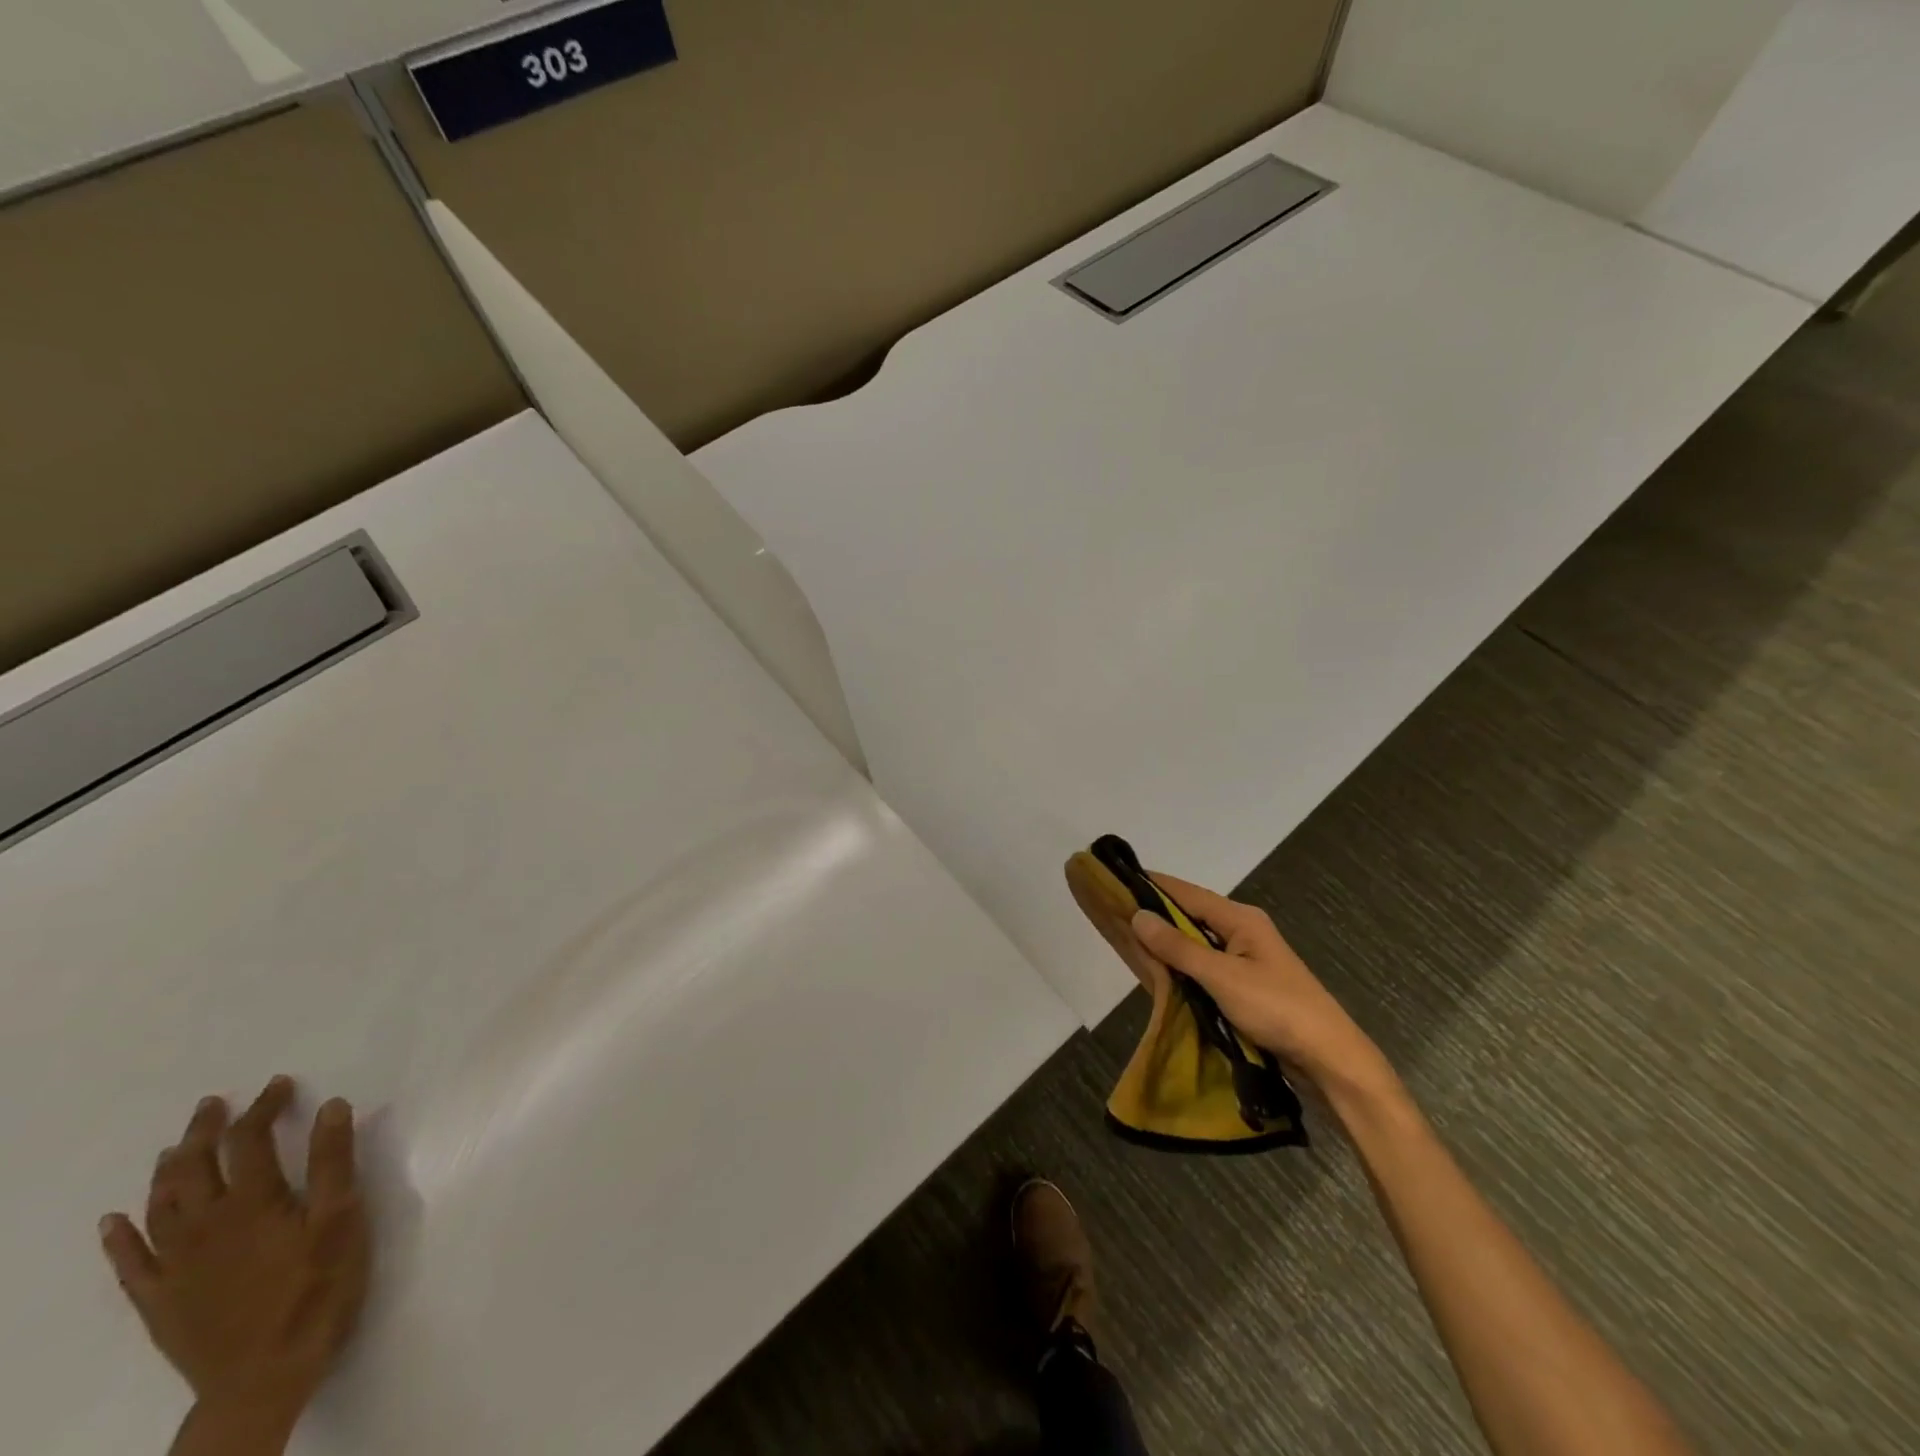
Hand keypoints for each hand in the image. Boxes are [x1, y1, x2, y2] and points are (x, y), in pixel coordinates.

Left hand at [99, 1077, 371, 1434]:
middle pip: (193, 1168)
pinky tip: (114, 1221)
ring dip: (166, 1171)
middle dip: (204, 1131)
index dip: (263, 1107)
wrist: (263, 1377)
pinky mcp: (159, 1300)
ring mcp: (174, 1266)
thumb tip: (331, 1105)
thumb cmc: (317, 1288)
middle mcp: (204, 1225)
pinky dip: (119, 1236)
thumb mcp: (342, 1219)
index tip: (281, 1084)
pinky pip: (128, 1263)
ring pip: (159, 1207)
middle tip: (214, 1104)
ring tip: (174, 1147)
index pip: (250, 1140)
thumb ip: (333, 1162)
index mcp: (252, 1203)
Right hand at [1129, 874, 1389, 1096]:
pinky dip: (1180, 968)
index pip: (1186, 893)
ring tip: (1126, 943)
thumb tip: (1138, 915)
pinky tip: (1158, 975)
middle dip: (1154, 916)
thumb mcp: (1222, 976)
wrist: (1330, 1059)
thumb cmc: (1277, 1009)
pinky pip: (1203, 968)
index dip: (1151, 885)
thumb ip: (1178, 948)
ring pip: (1195, 944)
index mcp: (1240, 919)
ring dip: (1166, 946)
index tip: (1115, 880)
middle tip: (1112, 916)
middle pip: (1189, 916)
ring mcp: (1245, 960)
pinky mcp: (1244, 986)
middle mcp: (1242, 932)